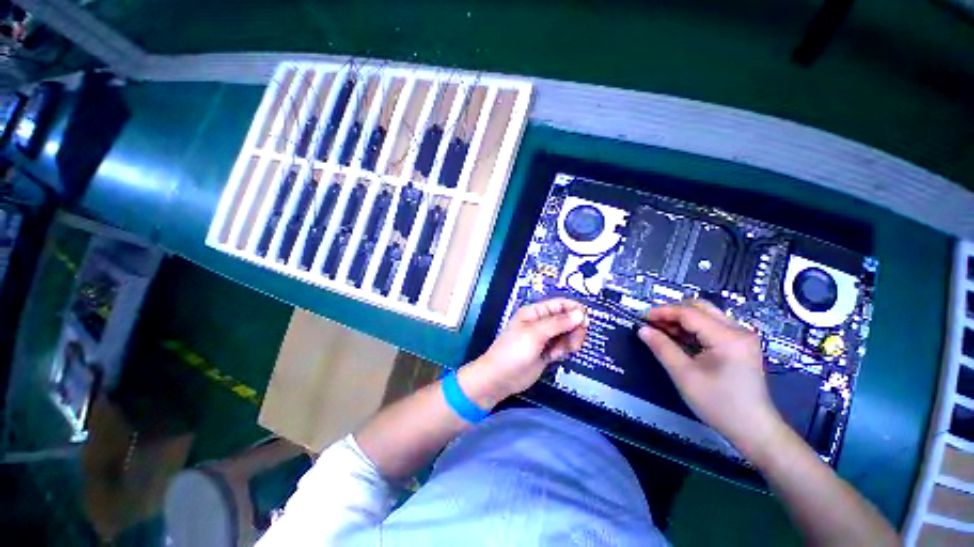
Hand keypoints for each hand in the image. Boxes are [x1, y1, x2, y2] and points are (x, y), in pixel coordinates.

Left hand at [462, 298, 587, 408]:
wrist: (500, 378)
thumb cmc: (514, 351)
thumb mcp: (535, 334)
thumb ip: (558, 323)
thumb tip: (580, 314)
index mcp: (535, 312)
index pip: (559, 304)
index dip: (574, 309)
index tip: (586, 320)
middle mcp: (541, 323)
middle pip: (566, 319)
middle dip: (574, 328)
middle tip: (576, 340)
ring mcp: (544, 338)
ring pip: (567, 334)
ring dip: (570, 341)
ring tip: (565, 350)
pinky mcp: (547, 352)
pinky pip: (562, 347)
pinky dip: (564, 351)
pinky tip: (555, 357)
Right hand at [637, 300, 784, 458]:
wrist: (754, 430)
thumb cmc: (719, 404)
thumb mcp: (684, 376)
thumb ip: (662, 348)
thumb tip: (642, 329)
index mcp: (727, 337)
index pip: (689, 313)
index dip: (662, 312)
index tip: (641, 317)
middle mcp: (738, 330)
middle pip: (699, 307)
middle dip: (672, 312)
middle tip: (652, 324)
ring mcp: (741, 337)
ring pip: (705, 315)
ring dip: (681, 320)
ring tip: (661, 332)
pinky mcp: (740, 345)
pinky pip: (711, 326)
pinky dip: (692, 328)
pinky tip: (679, 339)